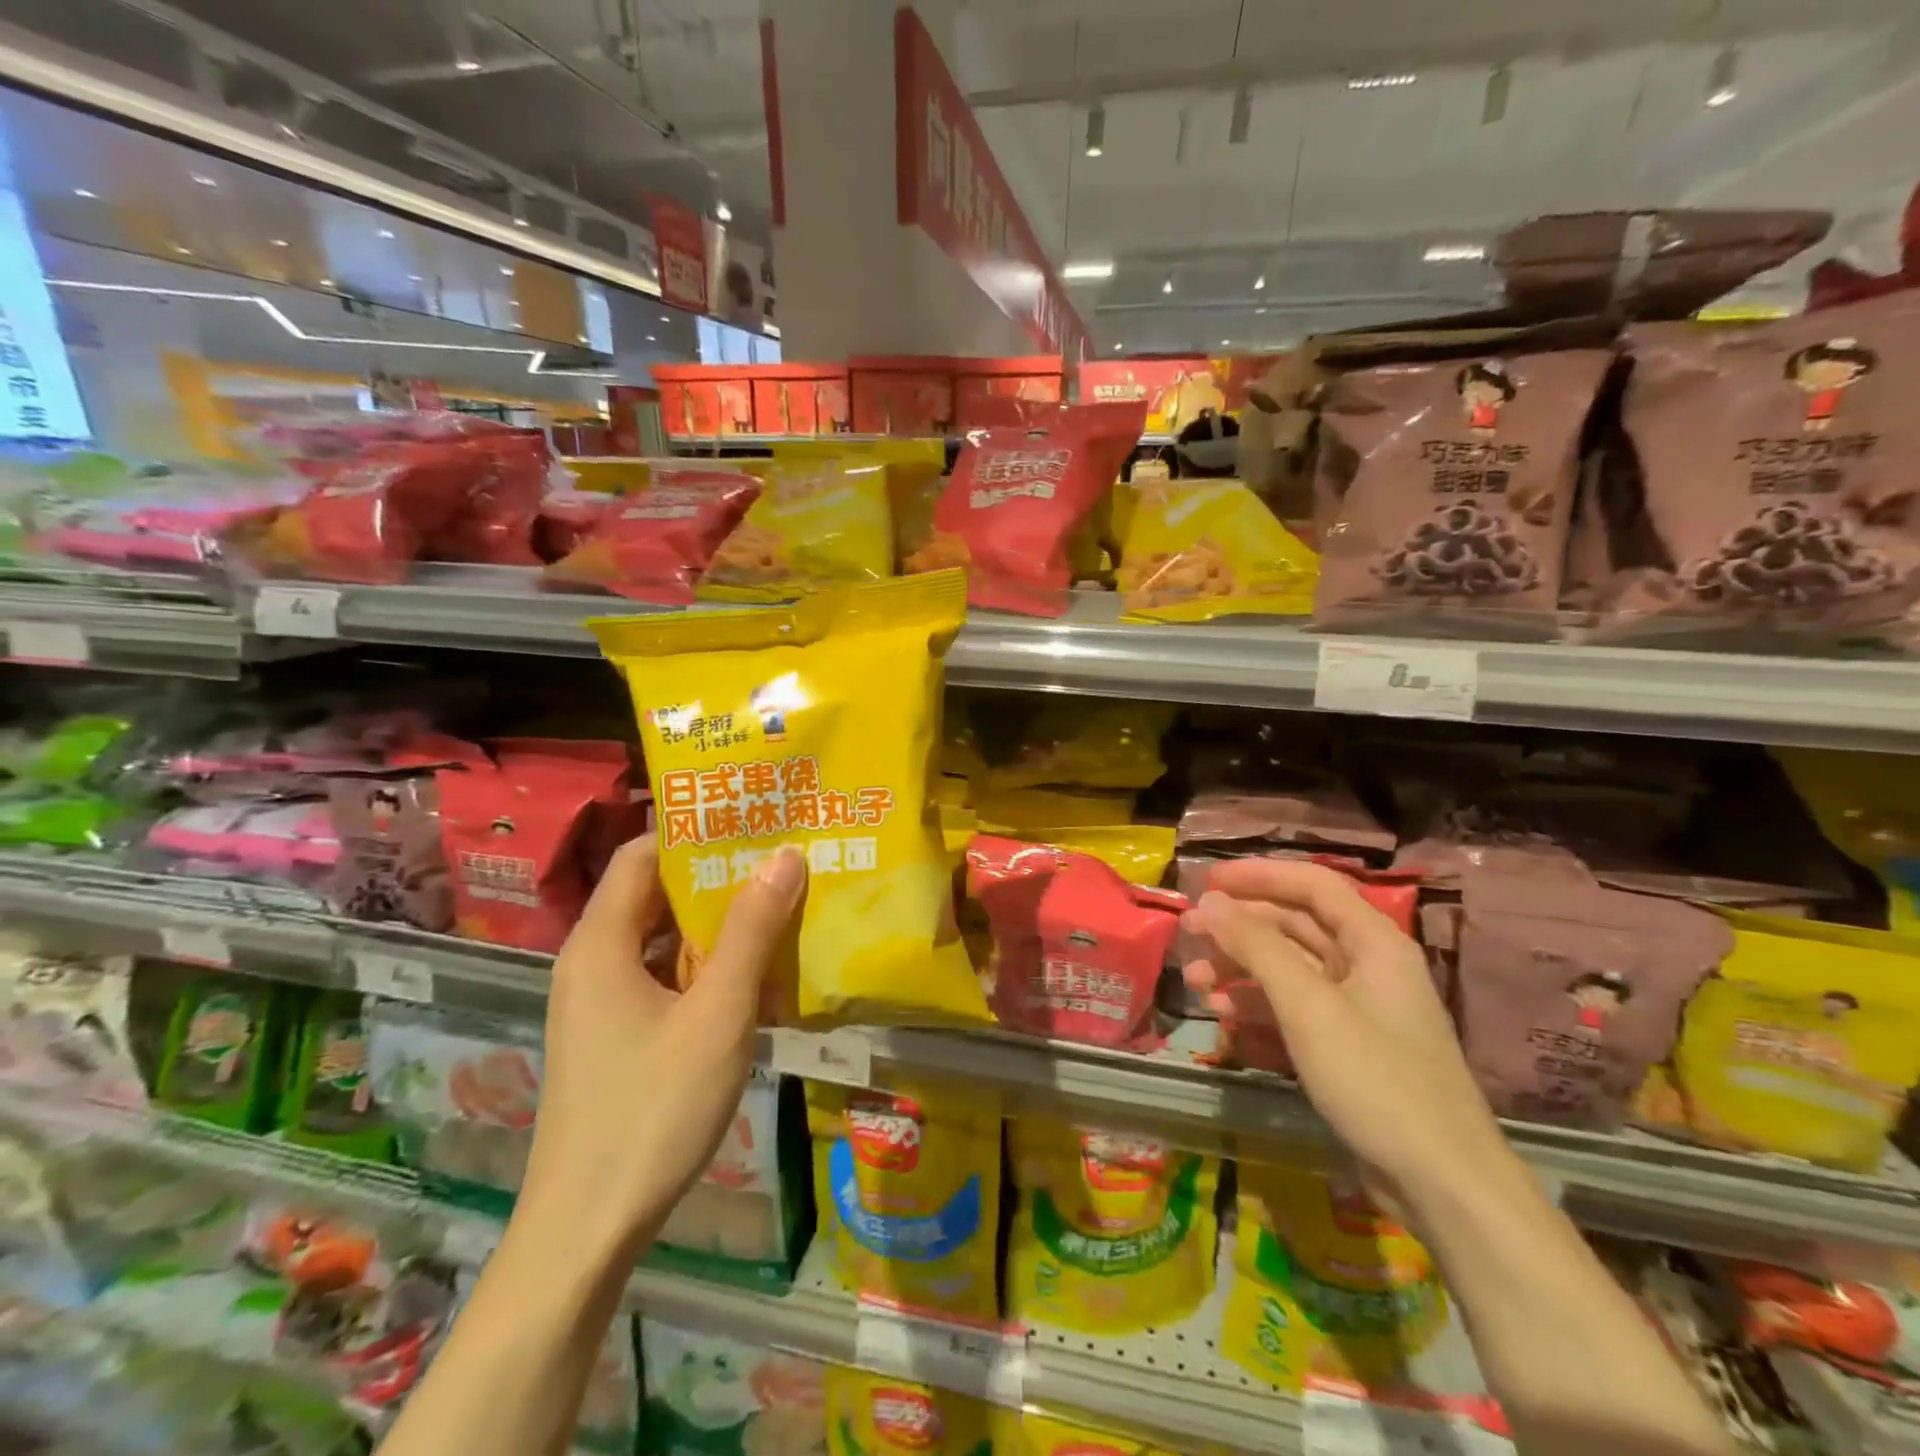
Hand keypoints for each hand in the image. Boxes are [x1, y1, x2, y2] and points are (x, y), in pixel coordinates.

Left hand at [514, 835, 807, 1258]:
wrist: (586, 1231)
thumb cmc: (653, 1110)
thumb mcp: (718, 1014)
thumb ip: (751, 930)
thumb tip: (785, 854)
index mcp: (602, 943)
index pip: (644, 854)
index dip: (695, 831)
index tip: (754, 819)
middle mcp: (594, 962)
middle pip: (656, 894)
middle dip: (718, 876)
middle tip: (783, 858)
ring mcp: (602, 1002)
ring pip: (665, 939)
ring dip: (718, 924)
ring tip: (781, 905)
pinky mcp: (617, 1036)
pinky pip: (665, 978)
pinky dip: (707, 966)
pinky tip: (756, 975)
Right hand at [1182, 858, 1505, 1202]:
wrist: (1442, 1185)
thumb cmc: (1376, 1079)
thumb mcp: (1309, 1007)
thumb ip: (1257, 947)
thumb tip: (1212, 901)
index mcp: (1373, 942)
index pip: (1312, 884)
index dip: (1259, 875)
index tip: (1208, 879)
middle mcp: (1366, 965)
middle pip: (1294, 924)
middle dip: (1239, 925)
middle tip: (1188, 930)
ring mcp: (1356, 1007)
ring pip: (1288, 967)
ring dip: (1240, 967)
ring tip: (1195, 980)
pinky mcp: (1346, 1045)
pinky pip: (1293, 1007)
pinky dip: (1257, 1005)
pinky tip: (1222, 1016)